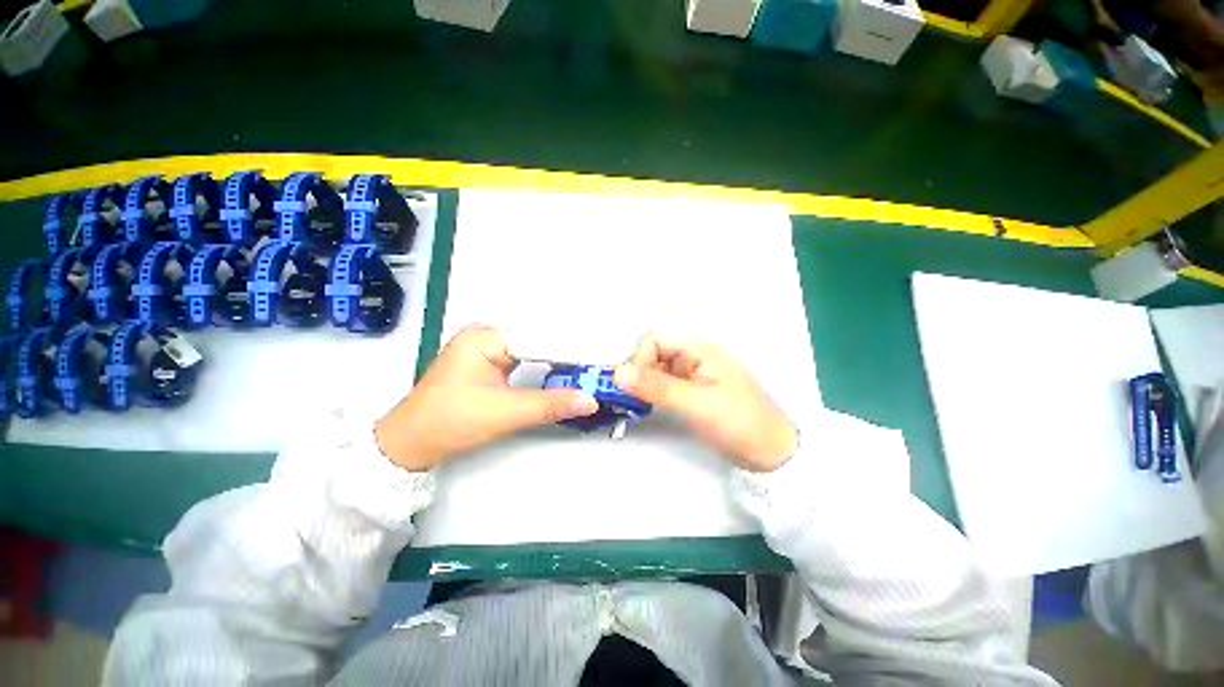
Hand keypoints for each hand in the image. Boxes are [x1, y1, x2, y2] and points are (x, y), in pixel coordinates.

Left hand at [375, 326, 598, 470]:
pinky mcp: (489, 363)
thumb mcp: (504, 413)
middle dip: (568, 352)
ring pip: (533, 349)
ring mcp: (487, 349)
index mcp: (486, 337)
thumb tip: (591, 400)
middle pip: (538, 340)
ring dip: (559, 359)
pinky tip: (565, 371)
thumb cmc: (449, 423)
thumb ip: (550, 404)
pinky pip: (525, 359)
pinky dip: (545, 366)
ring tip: (590, 364)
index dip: (571, 347)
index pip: (540, 336)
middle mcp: (487, 336)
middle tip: (600, 361)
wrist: (409, 445)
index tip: (600, 356)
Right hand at [614, 335, 797, 471]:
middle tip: (627, 399)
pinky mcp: (691, 394)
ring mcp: (692, 376)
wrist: (772, 454)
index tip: (630, 387)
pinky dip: (650, 395)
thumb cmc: (738, 422)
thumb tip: (617, 373)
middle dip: (636, 374)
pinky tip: (644, 408)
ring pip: (655, 372)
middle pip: (652, 355)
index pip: (654, 342)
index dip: (638, 360)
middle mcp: (693, 358)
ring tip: (632, 406)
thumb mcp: (696, 403)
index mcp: (697, 350)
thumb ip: (657, 387)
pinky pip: (663, 387)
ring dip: (641, 385)